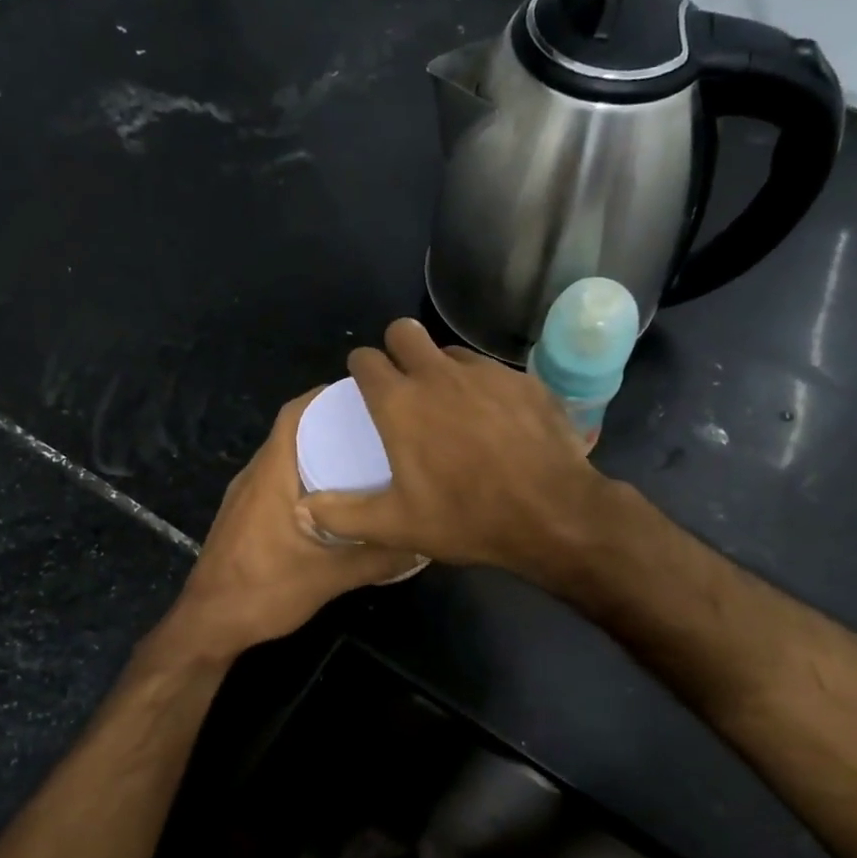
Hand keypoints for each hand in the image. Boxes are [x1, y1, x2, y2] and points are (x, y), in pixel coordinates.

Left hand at [167, 387, 423, 655]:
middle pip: (293, 432)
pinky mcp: (244, 516)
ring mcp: (245, 496)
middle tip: (378, 428)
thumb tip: (422, 542)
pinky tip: (335, 498)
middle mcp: (255, 476)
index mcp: (271, 475)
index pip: (294, 415)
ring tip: (364, 457)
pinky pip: (279, 480)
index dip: (326, 397)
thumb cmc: (263, 591)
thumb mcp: (329, 577)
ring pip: (285, 458)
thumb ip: (376, 559)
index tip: (366, 395)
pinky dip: (306, 476)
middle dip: (332, 424)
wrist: (208, 625)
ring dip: (319, 451)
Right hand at [301, 319, 613, 579]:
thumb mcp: (397, 525)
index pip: (365, 360)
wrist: (552, 513)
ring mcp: (485, 373)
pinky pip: (492, 372)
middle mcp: (438, 374)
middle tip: (404, 383)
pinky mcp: (522, 381)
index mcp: (400, 402)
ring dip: (442, 368)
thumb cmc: (466, 517)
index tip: (365, 385)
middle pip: (405, 331)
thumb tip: (304, 509)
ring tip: (452, 405)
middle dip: (397, 349)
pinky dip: (484, 388)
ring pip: (450, 351)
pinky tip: (496, 420)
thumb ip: (344, 514)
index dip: (361, 369)